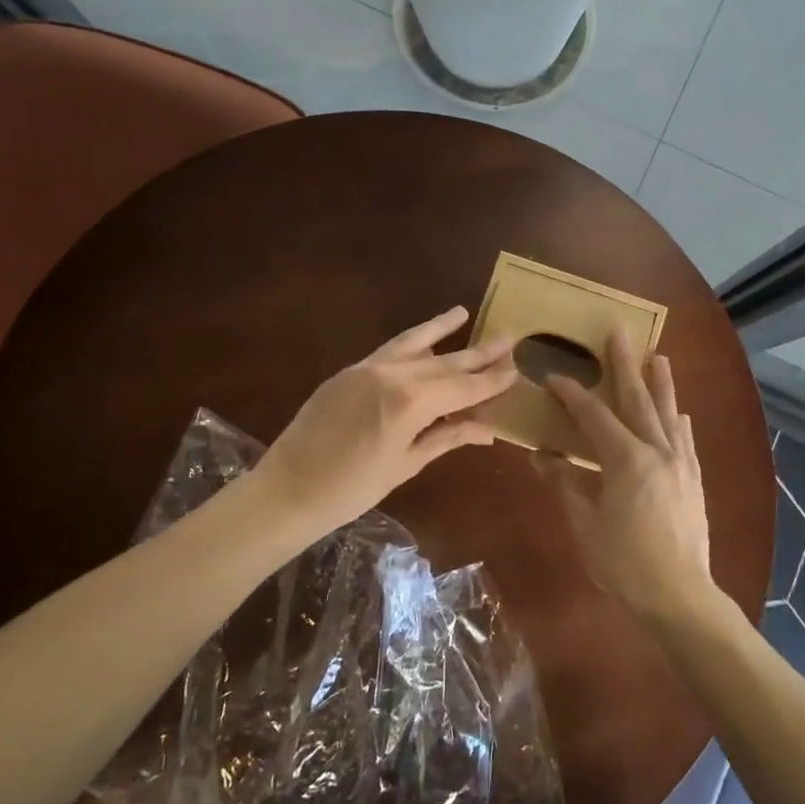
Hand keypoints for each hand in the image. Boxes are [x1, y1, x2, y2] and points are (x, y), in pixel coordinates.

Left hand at [251, 307, 517, 540]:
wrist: (287, 490)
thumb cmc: (352, 489)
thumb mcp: (406, 464)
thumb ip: (447, 437)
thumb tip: (487, 428)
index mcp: (411, 402)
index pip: (463, 386)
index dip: (491, 380)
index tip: (516, 369)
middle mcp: (392, 374)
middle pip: (445, 362)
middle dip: (478, 353)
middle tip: (508, 338)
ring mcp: (367, 368)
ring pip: (415, 343)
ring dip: (441, 329)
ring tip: (464, 313)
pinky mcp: (349, 370)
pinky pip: (389, 350)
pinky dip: (411, 341)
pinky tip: (424, 337)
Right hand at [540, 331, 713, 620]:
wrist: (680, 595)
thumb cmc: (624, 563)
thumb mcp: (584, 525)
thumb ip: (565, 484)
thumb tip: (542, 455)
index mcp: (626, 459)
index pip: (594, 416)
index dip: (572, 394)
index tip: (553, 376)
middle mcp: (657, 450)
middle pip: (638, 399)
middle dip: (625, 364)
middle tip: (619, 332)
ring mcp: (680, 463)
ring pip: (668, 413)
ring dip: (661, 383)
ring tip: (658, 356)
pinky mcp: (693, 480)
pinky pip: (685, 440)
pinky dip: (678, 422)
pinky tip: (679, 414)